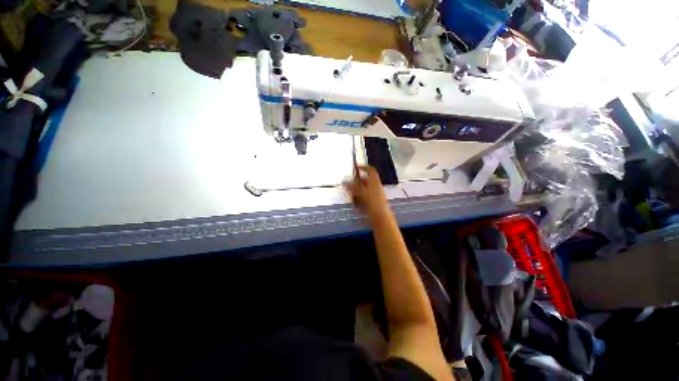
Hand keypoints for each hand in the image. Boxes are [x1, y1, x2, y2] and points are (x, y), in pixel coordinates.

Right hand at [344, 165, 390, 223]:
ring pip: (365, 189)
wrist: (380, 218)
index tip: (357, 166)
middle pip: (366, 180)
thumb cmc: (371, 203)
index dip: (364, 167)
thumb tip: (344, 181)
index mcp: (374, 181)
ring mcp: (375, 195)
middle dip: (357, 180)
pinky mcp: (374, 203)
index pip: (371, 170)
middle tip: (349, 181)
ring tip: (351, 193)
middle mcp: (376, 187)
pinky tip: (355, 203)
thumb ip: (352, 187)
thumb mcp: (360, 193)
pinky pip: (365, 198)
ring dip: (357, 190)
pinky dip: (359, 198)